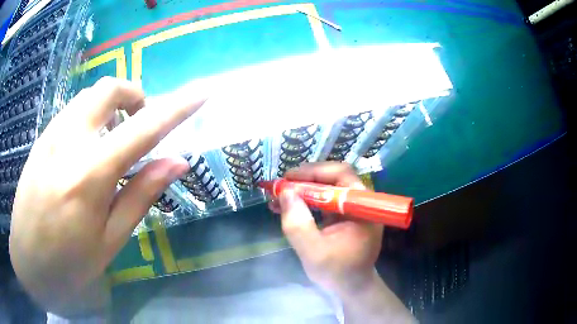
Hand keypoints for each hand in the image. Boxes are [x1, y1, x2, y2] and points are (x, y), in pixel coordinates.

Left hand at [9, 77, 205, 314]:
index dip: (176, 108)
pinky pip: (73, 110)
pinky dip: (90, 116)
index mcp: (90, 175)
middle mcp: (69, 142)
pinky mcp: (41, 139)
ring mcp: (51, 135)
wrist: (27, 262)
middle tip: (138, 126)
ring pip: (89, 95)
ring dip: (111, 106)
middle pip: (109, 88)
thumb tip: (177, 163)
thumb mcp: (110, 242)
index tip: (201, 93)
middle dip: (134, 96)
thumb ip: (141, 196)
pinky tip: (86, 149)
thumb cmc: (69, 264)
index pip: (143, 129)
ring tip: (112, 141)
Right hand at [270, 162, 383, 296]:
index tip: (287, 179)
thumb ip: (298, 223)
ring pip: (327, 188)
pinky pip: (325, 201)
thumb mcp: (313, 251)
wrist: (352, 287)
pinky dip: (306, 202)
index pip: (340, 175)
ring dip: (302, 191)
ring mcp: (353, 208)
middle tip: (280, 187)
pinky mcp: (345, 215)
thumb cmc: (337, 272)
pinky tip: (287, 207)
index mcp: (362, 206)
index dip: (313, 172)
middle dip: (304, 181)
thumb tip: (284, 191)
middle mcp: (361, 202)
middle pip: (333, 179)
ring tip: (278, 198)